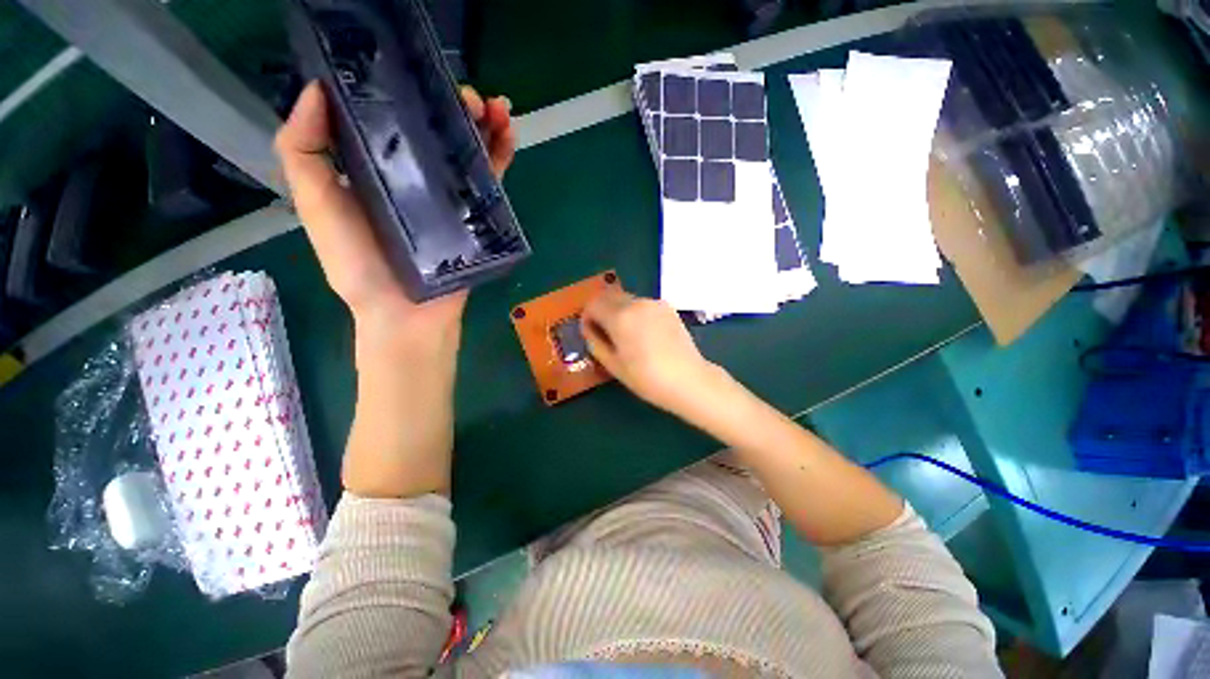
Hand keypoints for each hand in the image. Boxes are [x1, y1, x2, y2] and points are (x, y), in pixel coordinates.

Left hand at [274, 82, 515, 352]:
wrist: (408, 316)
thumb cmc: (359, 266)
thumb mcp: (317, 206)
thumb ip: (304, 151)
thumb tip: (317, 88)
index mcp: (376, 167)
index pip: (392, 116)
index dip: (405, 87)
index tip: (415, 66)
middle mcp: (415, 176)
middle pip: (437, 129)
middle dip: (453, 103)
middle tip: (468, 94)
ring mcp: (449, 197)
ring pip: (469, 150)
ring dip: (485, 123)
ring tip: (495, 106)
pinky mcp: (475, 217)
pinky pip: (490, 181)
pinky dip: (501, 156)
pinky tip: (509, 132)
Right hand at [581, 288, 717, 415]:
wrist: (689, 380)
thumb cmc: (647, 378)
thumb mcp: (613, 365)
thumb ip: (595, 342)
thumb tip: (589, 329)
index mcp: (620, 316)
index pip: (593, 303)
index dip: (587, 316)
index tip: (591, 332)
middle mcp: (636, 302)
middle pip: (609, 296)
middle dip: (602, 311)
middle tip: (605, 333)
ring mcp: (654, 303)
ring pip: (626, 299)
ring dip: (619, 311)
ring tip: (627, 336)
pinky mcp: (668, 307)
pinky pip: (643, 304)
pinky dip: (635, 313)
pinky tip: (644, 334)